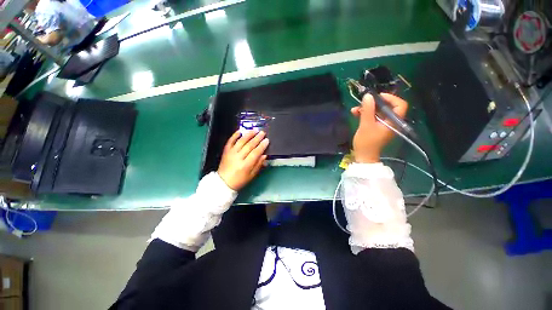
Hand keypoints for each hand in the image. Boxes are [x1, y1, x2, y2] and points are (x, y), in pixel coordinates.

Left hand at [218, 131, 268, 190]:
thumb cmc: (239, 180)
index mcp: (245, 165)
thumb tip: (264, 155)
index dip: (262, 146)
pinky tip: (240, 131)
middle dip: (257, 138)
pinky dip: (235, 135)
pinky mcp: (226, 151)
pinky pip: (230, 141)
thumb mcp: (251, 175)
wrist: (223, 182)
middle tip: (262, 133)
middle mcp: (238, 157)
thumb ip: (258, 165)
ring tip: (254, 130)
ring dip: (248, 135)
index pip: (255, 153)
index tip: (267, 140)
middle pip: (249, 145)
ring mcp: (231, 153)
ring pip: (240, 141)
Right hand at [351, 93, 407, 162]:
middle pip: (387, 107)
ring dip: (366, 109)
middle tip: (363, 103)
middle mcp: (391, 121)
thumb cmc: (366, 142)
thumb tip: (368, 96)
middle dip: (374, 104)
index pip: (400, 105)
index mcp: (393, 121)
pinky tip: (355, 113)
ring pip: (378, 111)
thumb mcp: (366, 125)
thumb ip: (367, 110)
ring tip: (355, 109)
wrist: (363, 156)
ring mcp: (383, 124)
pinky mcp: (376, 127)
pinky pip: (372, 117)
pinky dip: (364, 114)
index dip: (390, 98)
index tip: (377, 97)